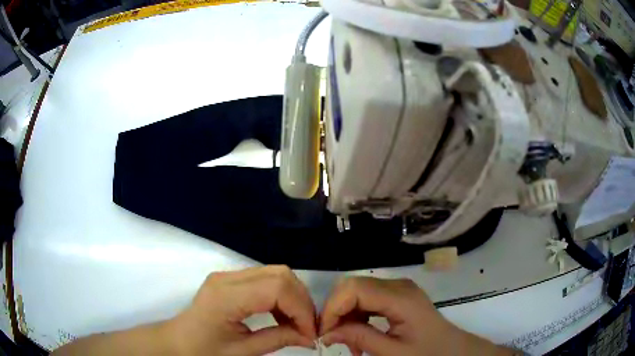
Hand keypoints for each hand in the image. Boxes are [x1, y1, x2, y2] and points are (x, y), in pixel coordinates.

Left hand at [168, 265, 316, 355]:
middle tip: (306, 327)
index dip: (301, 309)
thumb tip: (310, 337)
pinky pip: (266, 280)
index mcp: (226, 296)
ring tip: (296, 323)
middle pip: (280, 274)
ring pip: (275, 273)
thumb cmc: (204, 350)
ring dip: (293, 297)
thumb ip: (278, 340)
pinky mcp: (231, 279)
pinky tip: (281, 316)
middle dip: (301, 301)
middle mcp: (228, 277)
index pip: (277, 288)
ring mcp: (228, 275)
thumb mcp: (242, 352)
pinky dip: (281, 296)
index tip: (310, 333)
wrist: (178, 341)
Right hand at [320, 277, 510, 355]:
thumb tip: (327, 332)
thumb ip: (360, 338)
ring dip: (346, 315)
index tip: (324, 333)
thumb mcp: (393, 352)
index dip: (332, 308)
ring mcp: (399, 289)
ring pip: (358, 292)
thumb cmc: (428, 353)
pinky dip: (358, 316)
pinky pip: (369, 299)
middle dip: (336, 311)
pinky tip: (361, 335)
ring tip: (349, 342)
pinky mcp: (398, 296)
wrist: (453, 350)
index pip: (354, 289)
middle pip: (353, 287)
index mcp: (400, 298)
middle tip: (332, 337)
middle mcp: (398, 285)